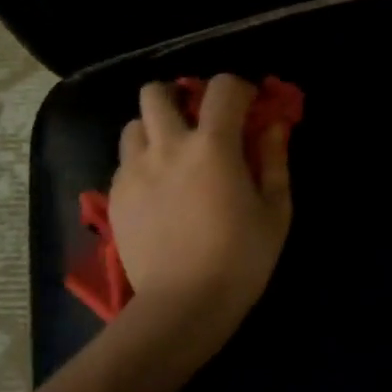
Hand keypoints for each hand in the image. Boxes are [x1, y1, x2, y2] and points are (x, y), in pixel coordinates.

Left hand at [108, 74, 293, 355]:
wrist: (184, 303)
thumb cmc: (241, 258)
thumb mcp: (275, 211)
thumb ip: (274, 161)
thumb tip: (273, 127)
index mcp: (212, 146)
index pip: (222, 87)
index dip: (239, 89)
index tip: (248, 106)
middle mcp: (167, 146)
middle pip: (157, 92)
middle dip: (180, 96)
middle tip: (197, 121)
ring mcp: (134, 170)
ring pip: (133, 124)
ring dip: (154, 129)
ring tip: (172, 154)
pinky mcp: (116, 196)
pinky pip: (124, 161)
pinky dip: (142, 162)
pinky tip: (158, 189)